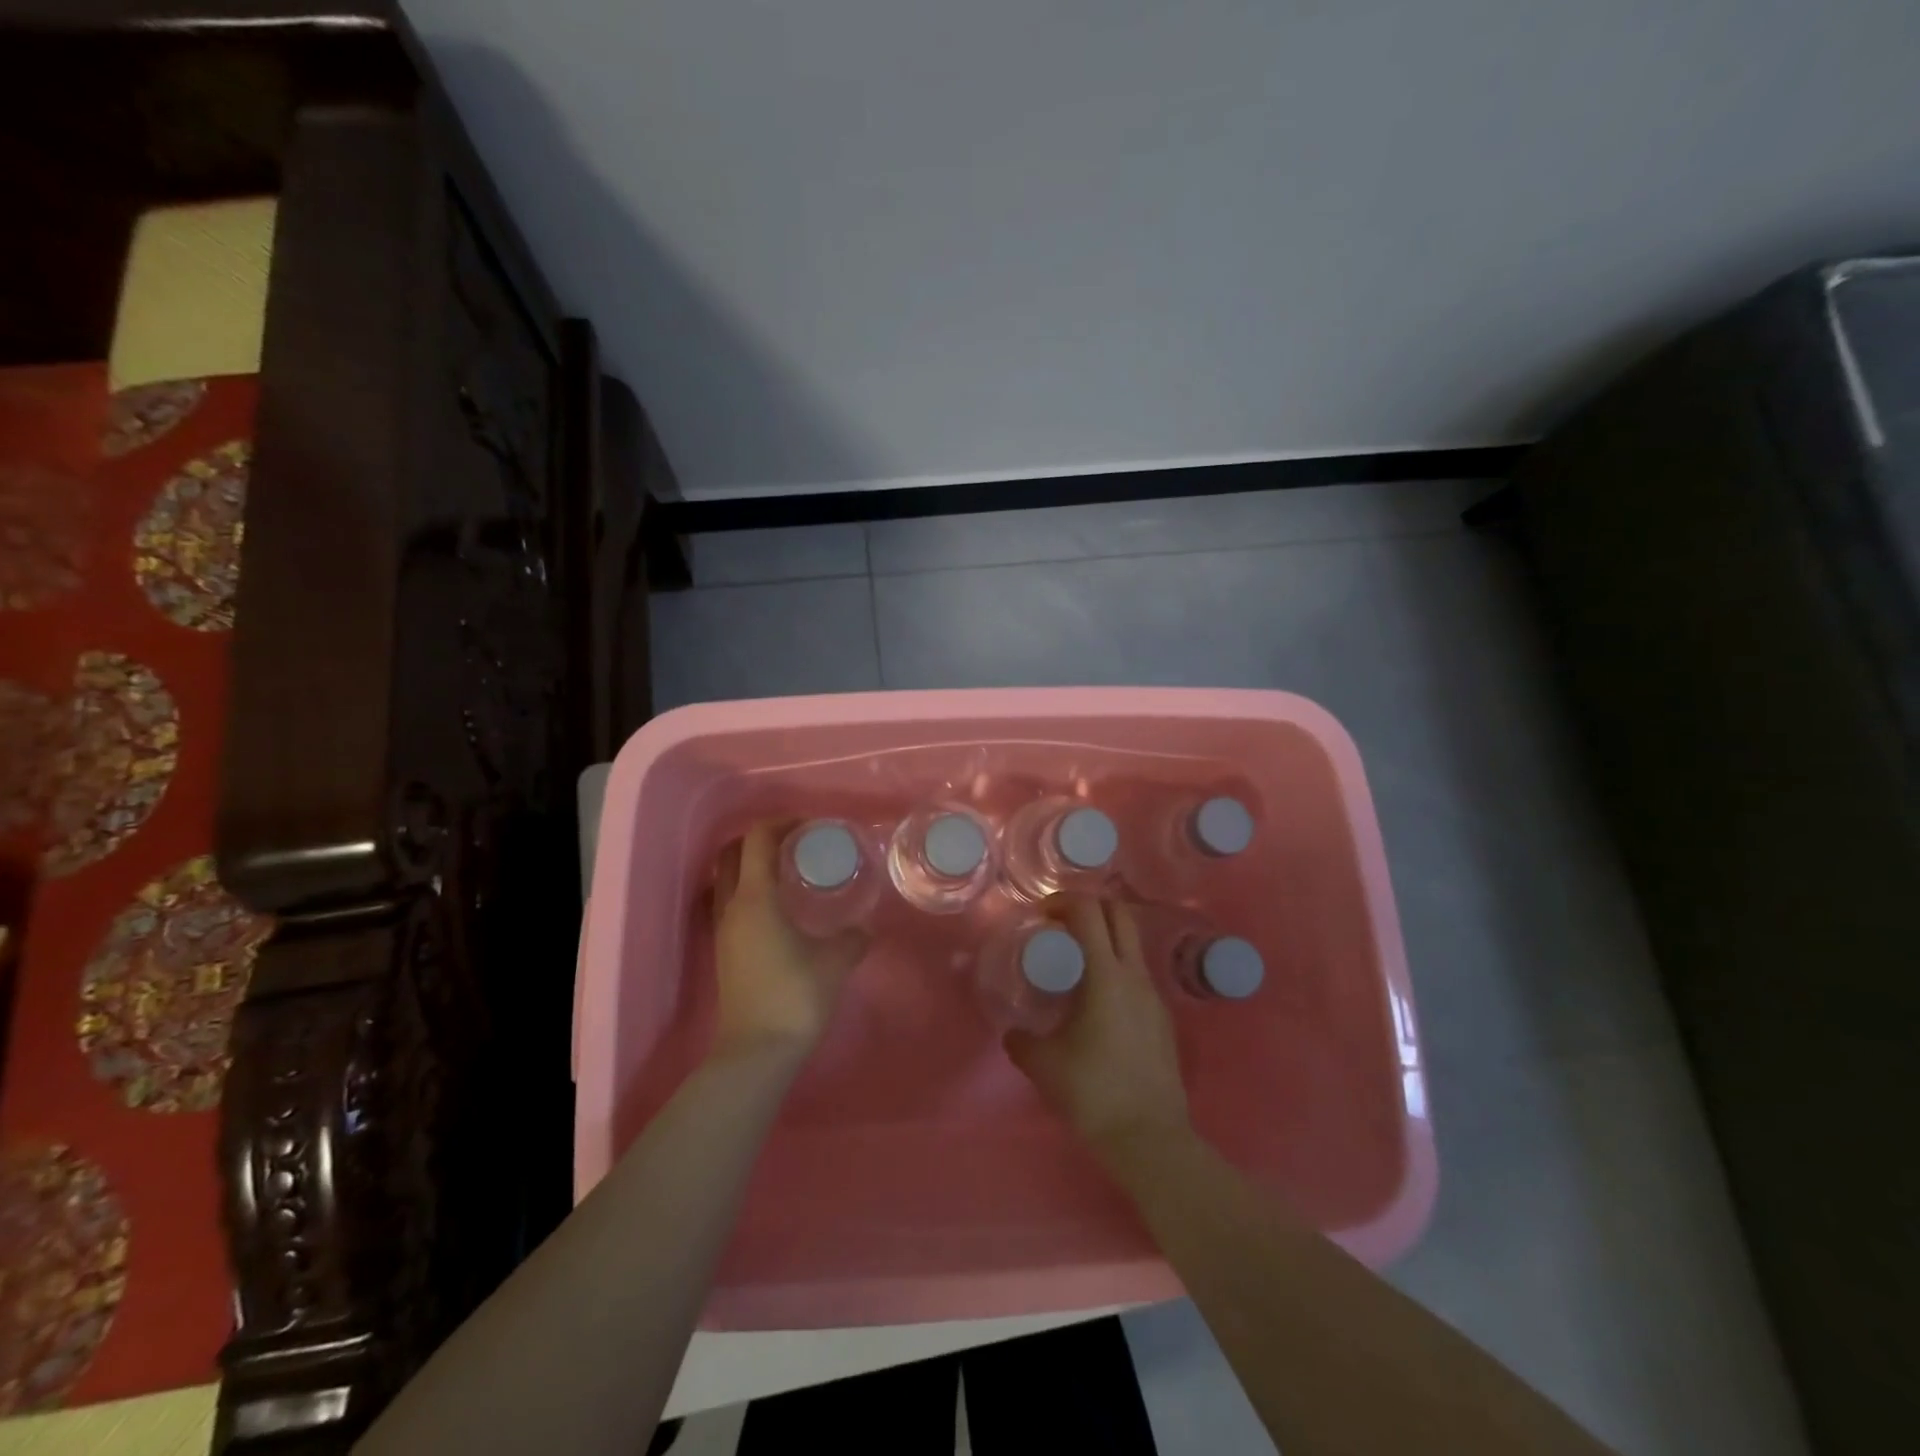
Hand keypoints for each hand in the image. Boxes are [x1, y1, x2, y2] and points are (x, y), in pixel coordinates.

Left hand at [709, 822, 867, 1065]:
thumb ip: (853, 937)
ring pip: (727, 879)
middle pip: (732, 853)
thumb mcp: (835, 962)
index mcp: (756, 898)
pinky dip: (750, 890)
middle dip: (761, 839)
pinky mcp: (724, 950)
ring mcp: (723, 930)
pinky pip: (730, 902)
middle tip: (796, 844)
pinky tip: (779, 907)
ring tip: (788, 872)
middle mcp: (732, 907)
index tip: (810, 826)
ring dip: (752, 865)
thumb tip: (864, 927)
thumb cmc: (796, 997)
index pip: (758, 839)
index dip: (782, 823)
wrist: (757, 1052)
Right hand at [1005, 896, 1189, 1156]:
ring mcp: (1155, 996)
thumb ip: (1021, 1040)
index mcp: (1106, 975)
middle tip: (1062, 925)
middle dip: (1090, 907)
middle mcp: (1135, 976)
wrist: (1150, 1138)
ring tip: (1077, 966)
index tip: (1042, 915)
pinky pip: (1138, 977)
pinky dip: (1117, 971)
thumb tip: (1014, 1033)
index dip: (1063, 902)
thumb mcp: (1043, 1064)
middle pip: (1119, 914)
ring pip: (1132, 946)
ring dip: (1105, 940)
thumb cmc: (1092, 1091)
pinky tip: (1098, 1005)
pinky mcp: (1163, 1019)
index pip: (1089, 912)